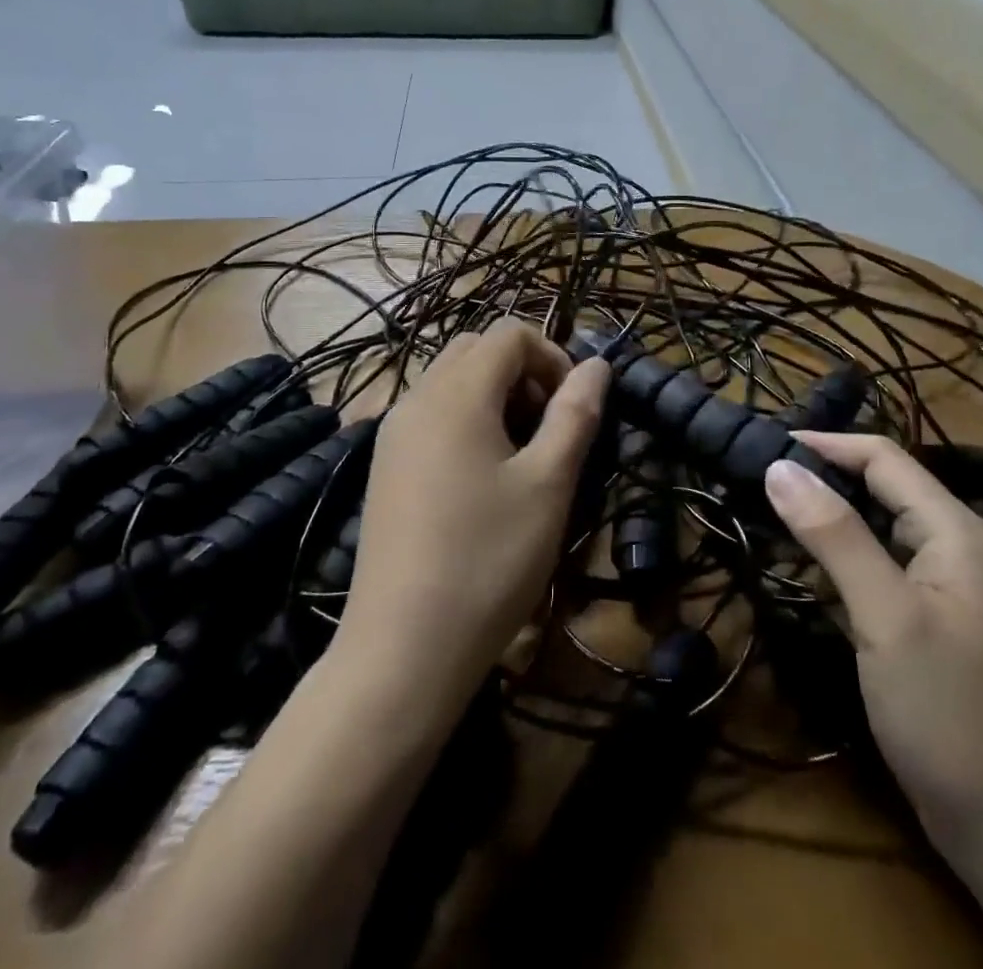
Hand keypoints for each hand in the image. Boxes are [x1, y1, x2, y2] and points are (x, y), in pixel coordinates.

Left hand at [338, 320, 610, 705]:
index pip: (509, 334)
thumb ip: (575, 414)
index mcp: (456, 394)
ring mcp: (393, 433)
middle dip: (522, 372)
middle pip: (476, 350)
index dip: (552, 356)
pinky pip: (431, 414)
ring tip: (520, 457)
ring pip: (451, 381)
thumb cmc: (488, 560)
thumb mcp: (548, 484)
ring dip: (494, 396)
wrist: (402, 648)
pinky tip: (481, 479)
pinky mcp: (384, 466)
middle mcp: (417, 398)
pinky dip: (465, 420)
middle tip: (548, 428)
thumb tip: (598, 365)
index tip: (573, 408)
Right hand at [765, 432, 982, 879]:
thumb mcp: (886, 619)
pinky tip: (814, 573)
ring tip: (773, 518)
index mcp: (959, 533)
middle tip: (759, 483)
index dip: (824, 445)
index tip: (763, 446)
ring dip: (833, 520)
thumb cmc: (954, 718)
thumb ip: (835, 536)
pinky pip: (891, 571)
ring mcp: (958, 592)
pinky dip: (849, 561)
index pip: (884, 458)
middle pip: (886, 489)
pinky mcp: (946, 628)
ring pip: (886, 531)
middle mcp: (964, 549)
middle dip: (825, 479)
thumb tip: (779, 466)